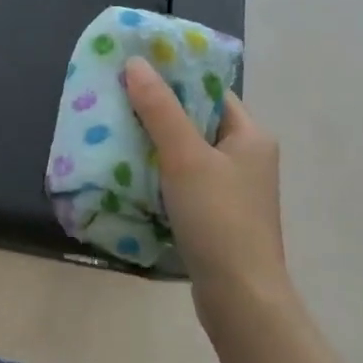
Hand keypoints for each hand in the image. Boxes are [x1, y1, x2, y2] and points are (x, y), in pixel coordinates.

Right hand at [124, 57, 287, 320]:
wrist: (240, 299)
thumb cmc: (219, 219)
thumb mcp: (185, 156)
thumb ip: (159, 109)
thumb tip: (135, 62)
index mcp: (250, 135)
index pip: (209, 91)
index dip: (174, 78)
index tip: (133, 70)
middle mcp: (246, 157)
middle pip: (195, 120)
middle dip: (156, 110)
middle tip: (115, 99)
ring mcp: (232, 189)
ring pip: (186, 152)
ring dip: (153, 143)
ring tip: (113, 131)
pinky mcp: (216, 215)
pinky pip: (183, 180)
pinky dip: (158, 173)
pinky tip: (128, 172)